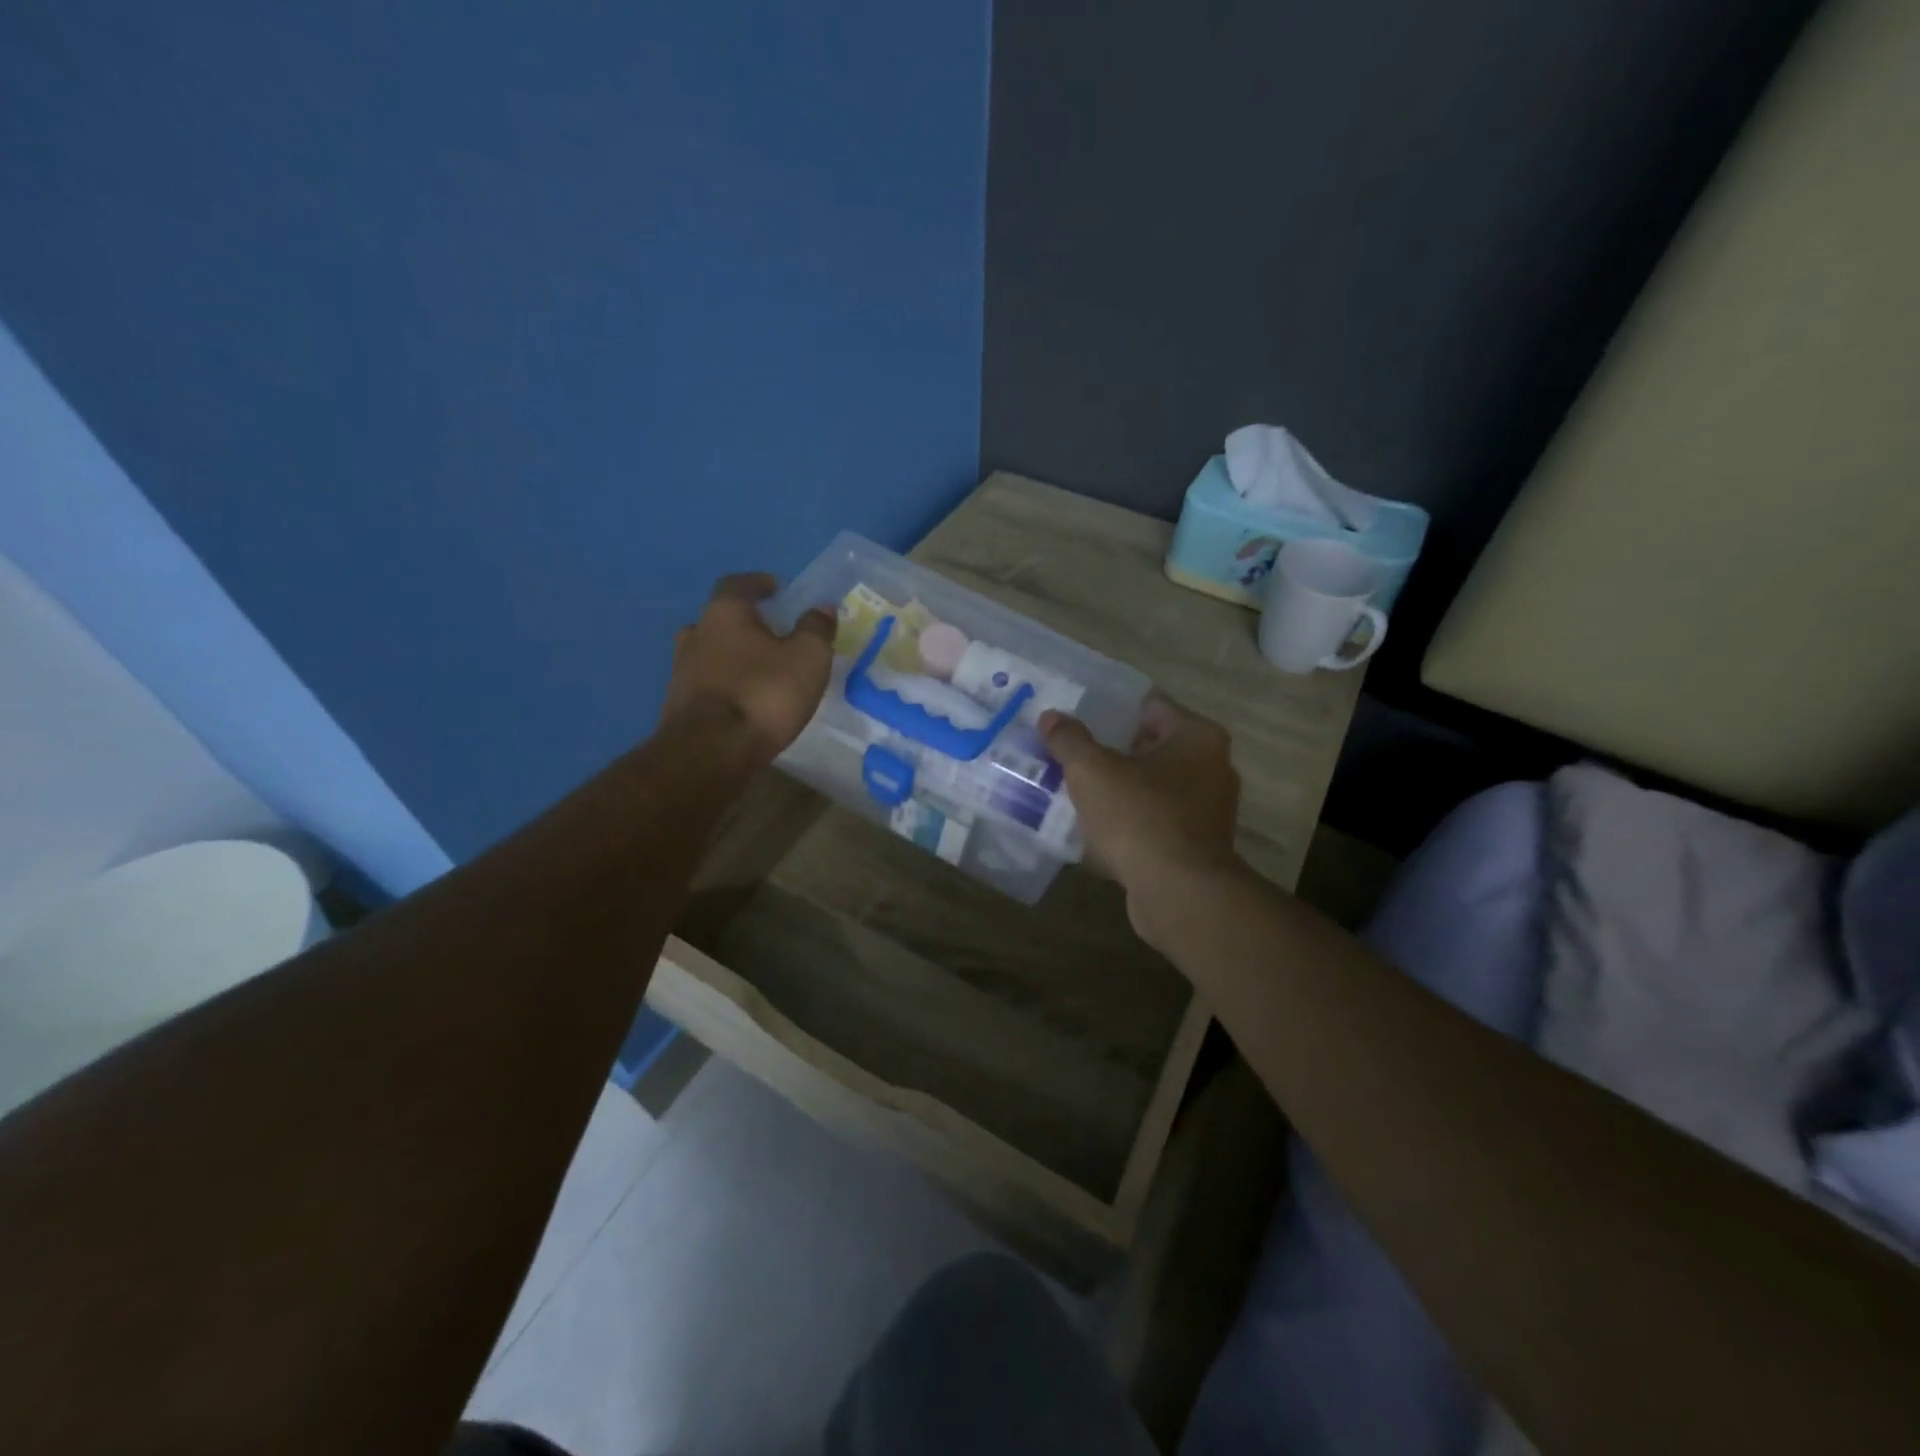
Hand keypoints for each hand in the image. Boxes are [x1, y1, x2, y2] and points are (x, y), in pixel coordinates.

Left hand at [661, 573, 835, 760]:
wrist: (711, 752)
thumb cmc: (764, 694)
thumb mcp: (808, 658)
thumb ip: (816, 629)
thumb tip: (822, 607)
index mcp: (724, 614)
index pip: (737, 584)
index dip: (758, 583)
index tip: (776, 589)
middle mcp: (696, 634)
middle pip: (719, 619)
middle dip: (744, 623)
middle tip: (770, 634)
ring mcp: (681, 671)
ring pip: (708, 652)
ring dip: (731, 656)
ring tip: (758, 670)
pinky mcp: (678, 705)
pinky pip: (705, 684)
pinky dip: (724, 685)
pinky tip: (742, 700)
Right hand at [1040, 696, 1242, 929]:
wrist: (1178, 893)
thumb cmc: (1138, 816)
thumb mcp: (1091, 771)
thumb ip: (1069, 740)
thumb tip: (1051, 717)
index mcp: (1197, 737)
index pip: (1151, 707)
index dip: (1112, 710)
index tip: (1079, 718)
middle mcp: (1213, 768)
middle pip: (1152, 749)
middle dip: (1113, 753)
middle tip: (1072, 756)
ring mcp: (1209, 811)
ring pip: (1153, 789)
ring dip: (1120, 791)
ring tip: (1078, 794)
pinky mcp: (1198, 848)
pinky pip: (1155, 824)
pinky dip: (1129, 825)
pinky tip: (1095, 834)